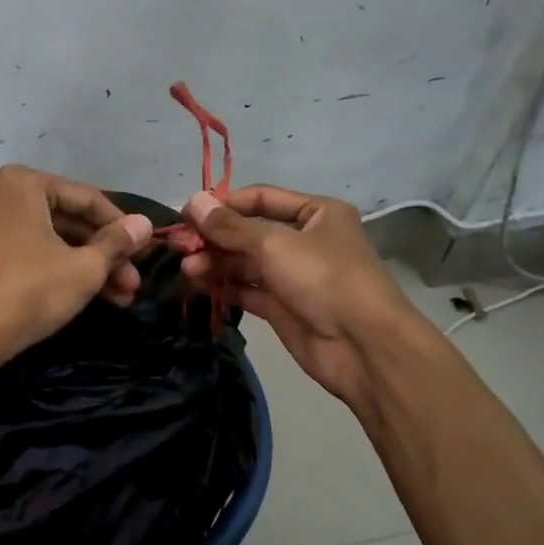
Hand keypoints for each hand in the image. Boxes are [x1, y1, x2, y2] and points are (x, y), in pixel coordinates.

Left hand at [0, 165, 153, 372]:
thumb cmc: (29, 290)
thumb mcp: (83, 268)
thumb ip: (117, 243)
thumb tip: (145, 224)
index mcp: (24, 184)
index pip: (88, 199)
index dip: (122, 227)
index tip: (146, 251)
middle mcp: (2, 197)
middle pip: (70, 221)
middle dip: (106, 254)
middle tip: (134, 282)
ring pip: (54, 242)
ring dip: (89, 268)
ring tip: (122, 298)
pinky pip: (33, 255)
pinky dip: (62, 272)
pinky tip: (92, 297)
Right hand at [177, 184, 423, 406]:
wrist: (362, 345)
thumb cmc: (323, 278)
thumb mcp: (274, 243)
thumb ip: (229, 226)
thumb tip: (192, 201)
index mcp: (316, 213)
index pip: (261, 198)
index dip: (224, 204)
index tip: (187, 213)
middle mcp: (305, 240)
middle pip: (249, 232)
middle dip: (215, 238)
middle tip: (180, 246)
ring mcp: (294, 276)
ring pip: (245, 263)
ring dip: (215, 263)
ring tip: (186, 268)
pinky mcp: (283, 308)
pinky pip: (248, 291)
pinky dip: (225, 287)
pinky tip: (198, 285)